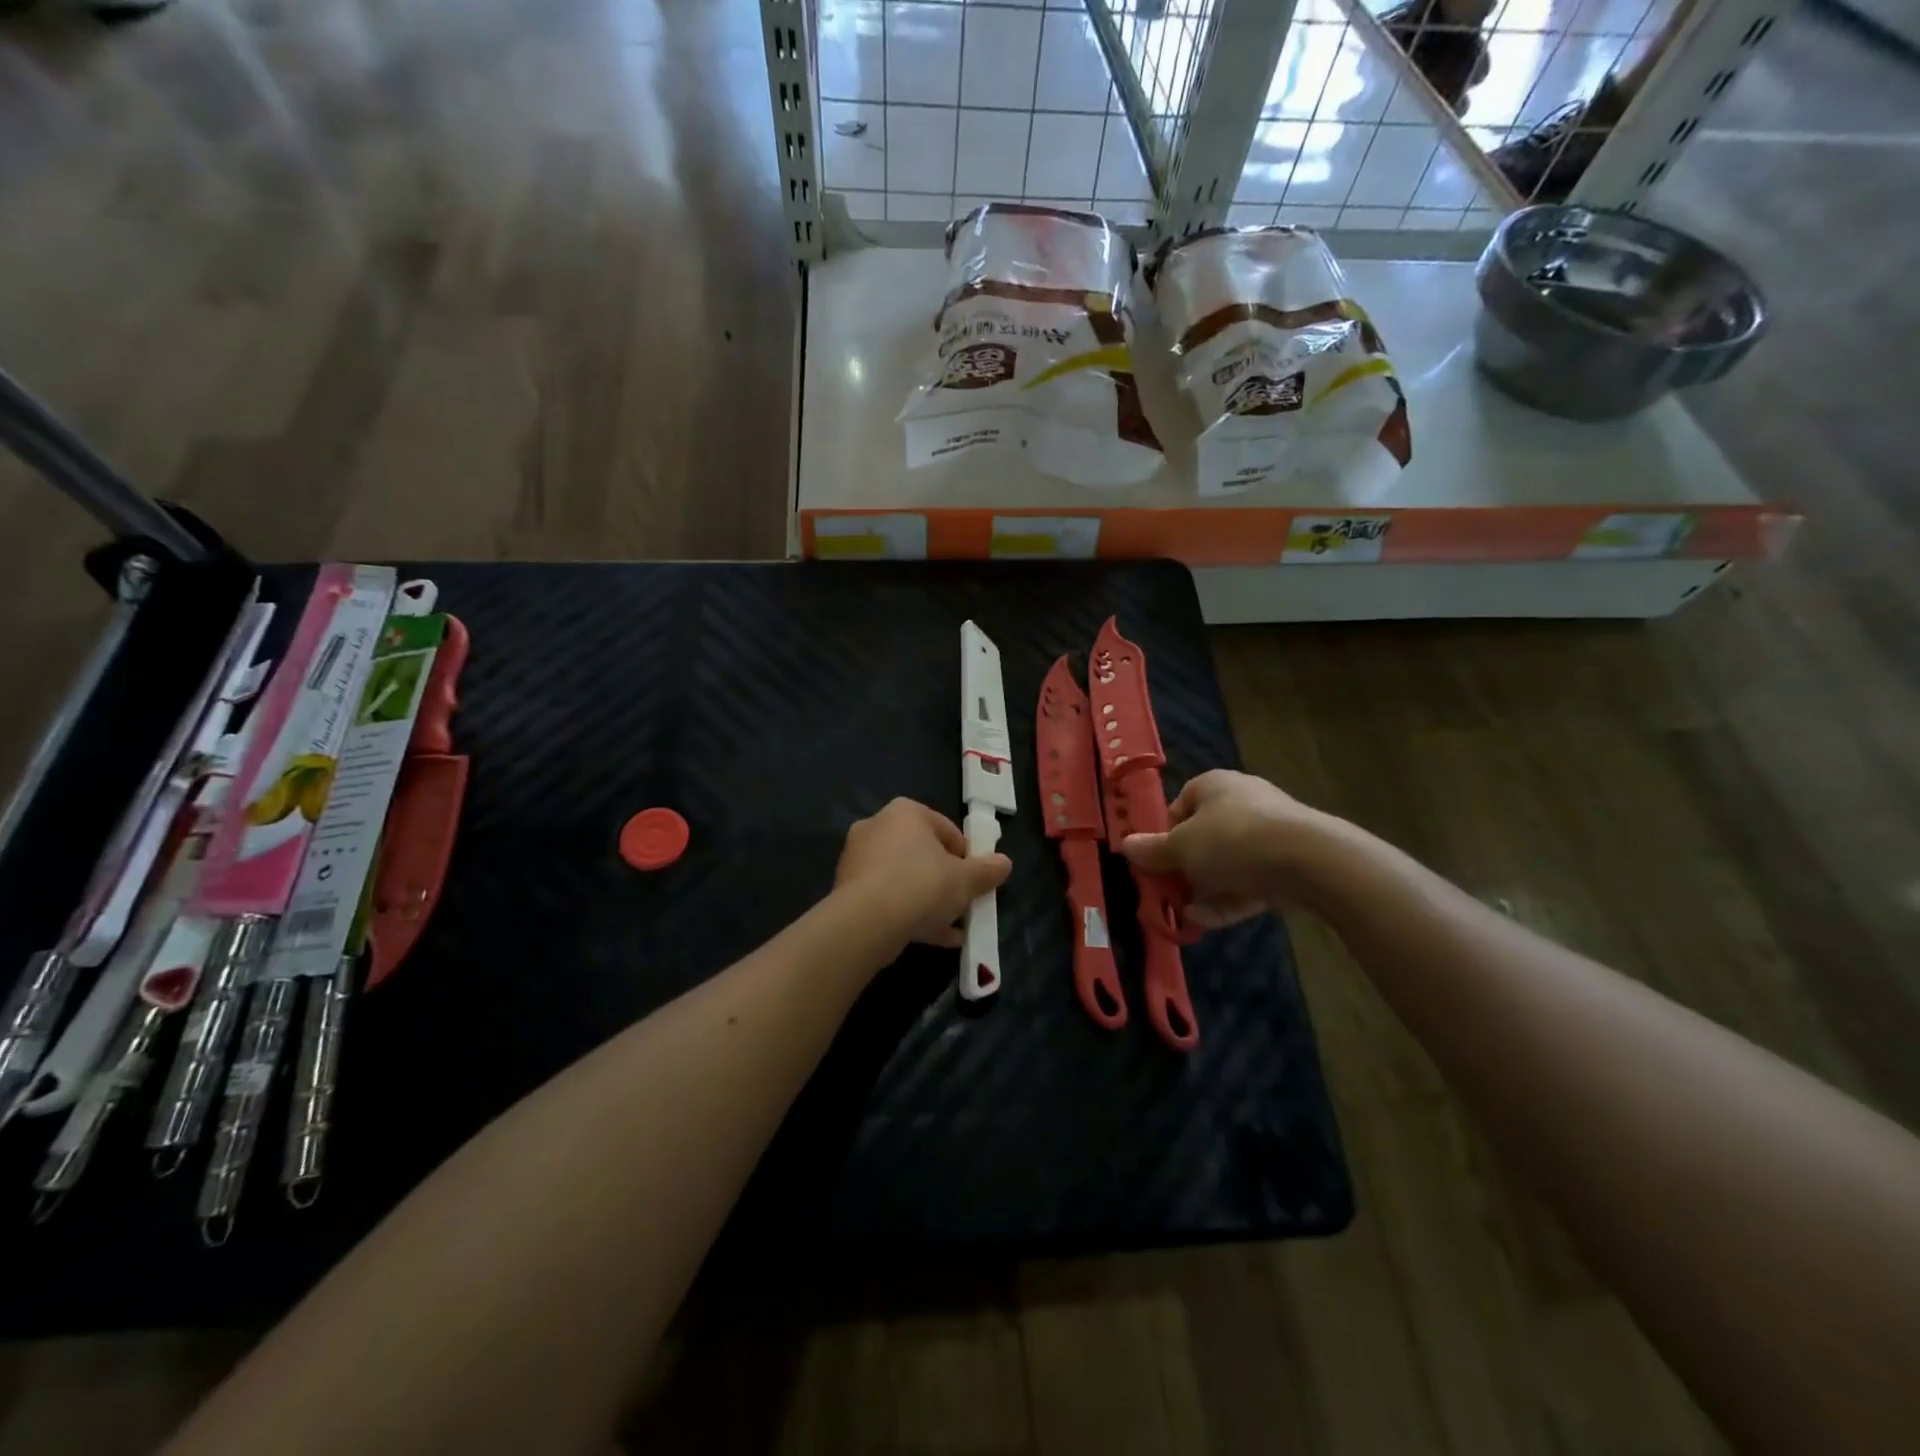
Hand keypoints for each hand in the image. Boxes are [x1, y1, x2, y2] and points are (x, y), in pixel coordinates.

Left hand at [834, 798, 1011, 955]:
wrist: (866, 922)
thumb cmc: (921, 885)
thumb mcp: (966, 879)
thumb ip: (987, 870)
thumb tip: (1005, 863)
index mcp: (905, 813)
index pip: (946, 829)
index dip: (967, 856)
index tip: (976, 880)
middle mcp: (876, 827)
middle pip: (923, 855)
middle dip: (946, 881)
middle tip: (963, 903)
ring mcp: (858, 860)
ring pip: (904, 879)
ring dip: (929, 901)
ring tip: (952, 928)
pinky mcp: (847, 890)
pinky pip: (887, 899)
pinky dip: (908, 914)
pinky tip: (933, 938)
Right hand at [1120, 769, 1334, 929]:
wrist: (1309, 861)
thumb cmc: (1232, 841)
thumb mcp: (1181, 848)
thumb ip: (1153, 850)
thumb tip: (1125, 845)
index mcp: (1213, 785)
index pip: (1179, 806)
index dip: (1164, 836)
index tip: (1155, 863)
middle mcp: (1242, 801)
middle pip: (1202, 837)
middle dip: (1184, 869)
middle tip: (1169, 893)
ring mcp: (1270, 831)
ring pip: (1227, 862)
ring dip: (1204, 889)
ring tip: (1186, 914)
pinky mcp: (1289, 861)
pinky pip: (1251, 879)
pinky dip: (1229, 898)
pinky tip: (1209, 921)